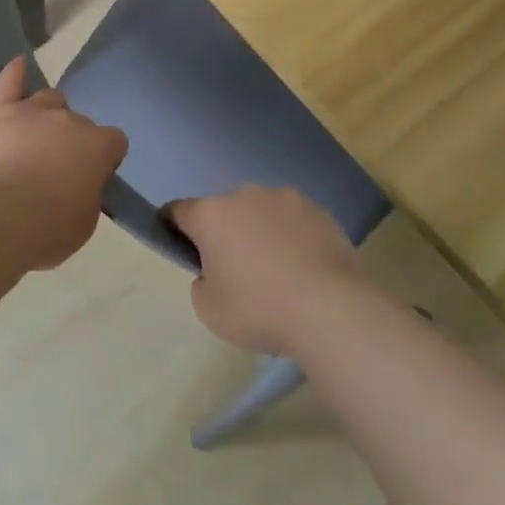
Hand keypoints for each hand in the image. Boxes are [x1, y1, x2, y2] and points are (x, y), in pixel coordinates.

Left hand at [0, 59, 127, 270]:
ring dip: (46, 116)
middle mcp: (69, 119)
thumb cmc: (46, 229)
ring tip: (33, 139)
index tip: (92, 176)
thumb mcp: (85, 223)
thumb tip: (82, 185)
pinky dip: (16, 74)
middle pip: (78, 121)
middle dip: (71, 141)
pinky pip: (10, 81)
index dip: (104, 158)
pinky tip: (20, 67)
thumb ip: (89, 195)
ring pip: (49, 99)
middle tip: (55, 168)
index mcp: (97, 146)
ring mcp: (32, 110)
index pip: (114, 141)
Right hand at [169, 186, 371, 354]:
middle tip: (235, 270)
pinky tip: (304, 268)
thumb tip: (214, 270)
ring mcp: (284, 198)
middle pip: (223, 210)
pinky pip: (292, 220)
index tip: (180, 247)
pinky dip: (291, 237)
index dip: (173, 227)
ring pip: (260, 212)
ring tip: (277, 270)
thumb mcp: (209, 310)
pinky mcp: (317, 209)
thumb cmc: (260, 309)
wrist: (331, 309)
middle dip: (224, 233)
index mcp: (211, 214)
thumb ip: (201, 282)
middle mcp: (244, 194)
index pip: (178, 211)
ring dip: (260, 231)